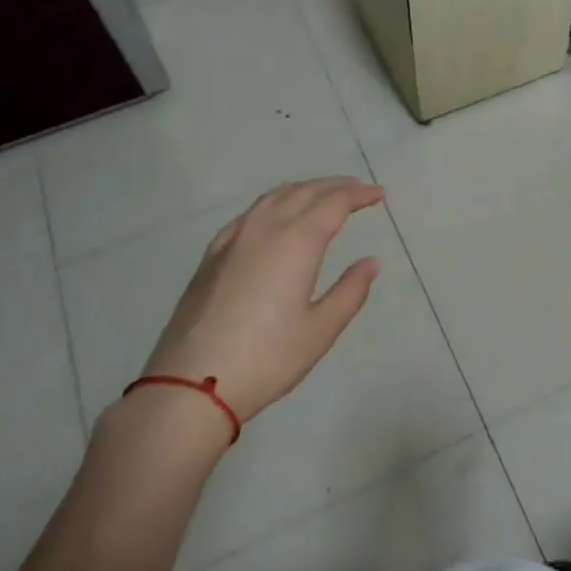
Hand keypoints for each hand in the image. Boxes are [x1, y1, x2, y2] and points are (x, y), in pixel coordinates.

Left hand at [142, 177, 383, 424]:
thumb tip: (370, 262)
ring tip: (322, 195)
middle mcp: (265, 229)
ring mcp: (233, 239)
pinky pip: (250, 214)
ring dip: (303, 190)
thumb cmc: (267, 358)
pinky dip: (273, 204)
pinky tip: (274, 218)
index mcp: (296, 242)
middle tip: (358, 190)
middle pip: (304, 192)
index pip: (334, 203)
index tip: (379, 194)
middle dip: (335, 186)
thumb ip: (350, 291)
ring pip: (273, 197)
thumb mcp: (320, 330)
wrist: (191, 384)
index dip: (359, 195)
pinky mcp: (212, 255)